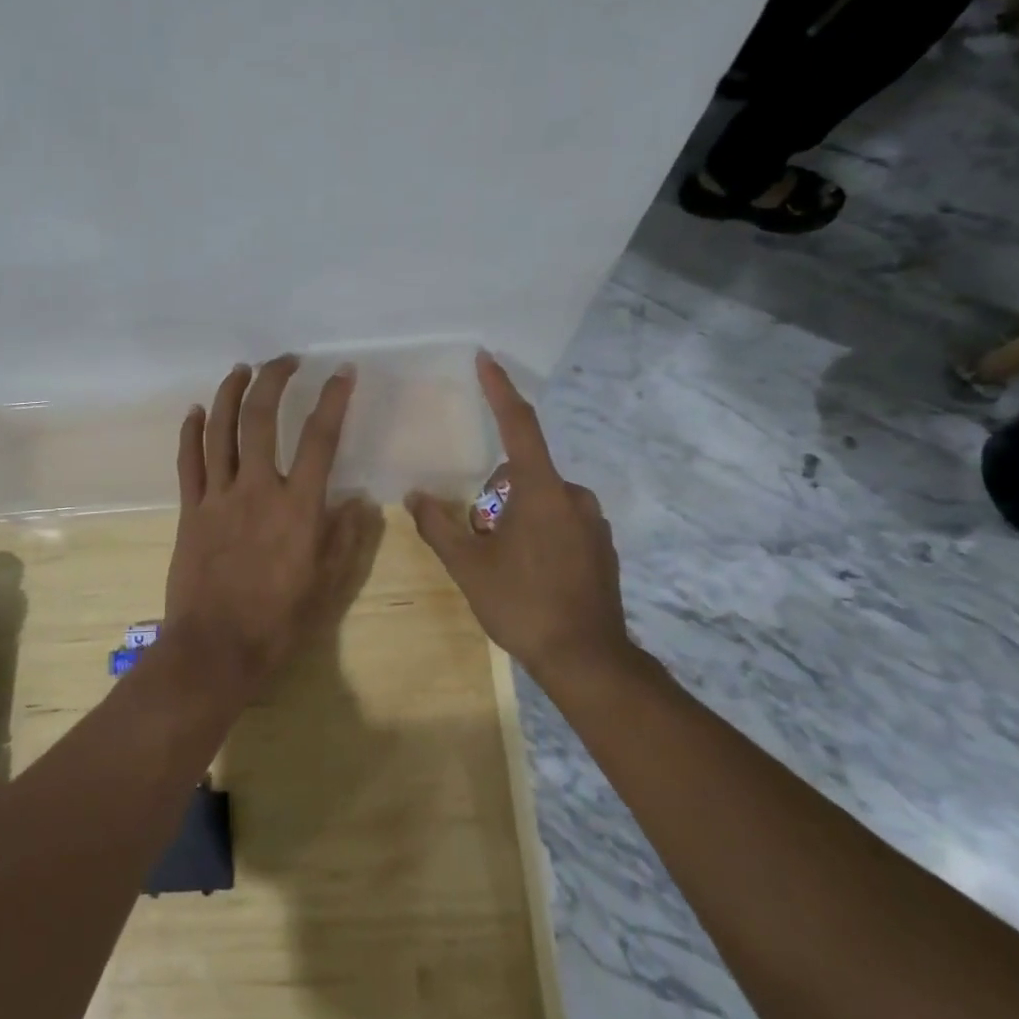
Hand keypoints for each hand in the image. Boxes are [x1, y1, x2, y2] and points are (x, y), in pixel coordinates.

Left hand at [162, 355, 370, 701]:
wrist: (216, 649)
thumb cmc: (279, 621)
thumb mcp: (327, 583)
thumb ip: (345, 537)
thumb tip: (360, 500)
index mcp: (298, 506)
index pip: (320, 438)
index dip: (333, 399)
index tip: (341, 373)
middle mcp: (257, 489)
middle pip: (261, 418)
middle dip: (274, 380)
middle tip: (285, 360)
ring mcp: (218, 496)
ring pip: (220, 430)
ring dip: (230, 393)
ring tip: (242, 369)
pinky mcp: (190, 510)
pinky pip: (188, 461)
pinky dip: (192, 431)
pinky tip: (196, 410)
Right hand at [406, 352, 631, 682]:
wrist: (587, 659)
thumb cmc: (523, 605)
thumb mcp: (469, 567)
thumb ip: (439, 525)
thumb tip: (416, 495)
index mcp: (541, 491)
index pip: (518, 425)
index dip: (500, 390)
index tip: (486, 359)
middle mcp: (573, 496)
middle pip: (521, 475)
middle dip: (494, 497)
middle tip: (479, 540)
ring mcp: (592, 521)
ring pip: (540, 501)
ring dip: (515, 518)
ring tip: (503, 564)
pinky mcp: (602, 545)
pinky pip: (560, 521)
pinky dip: (539, 533)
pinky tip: (531, 575)